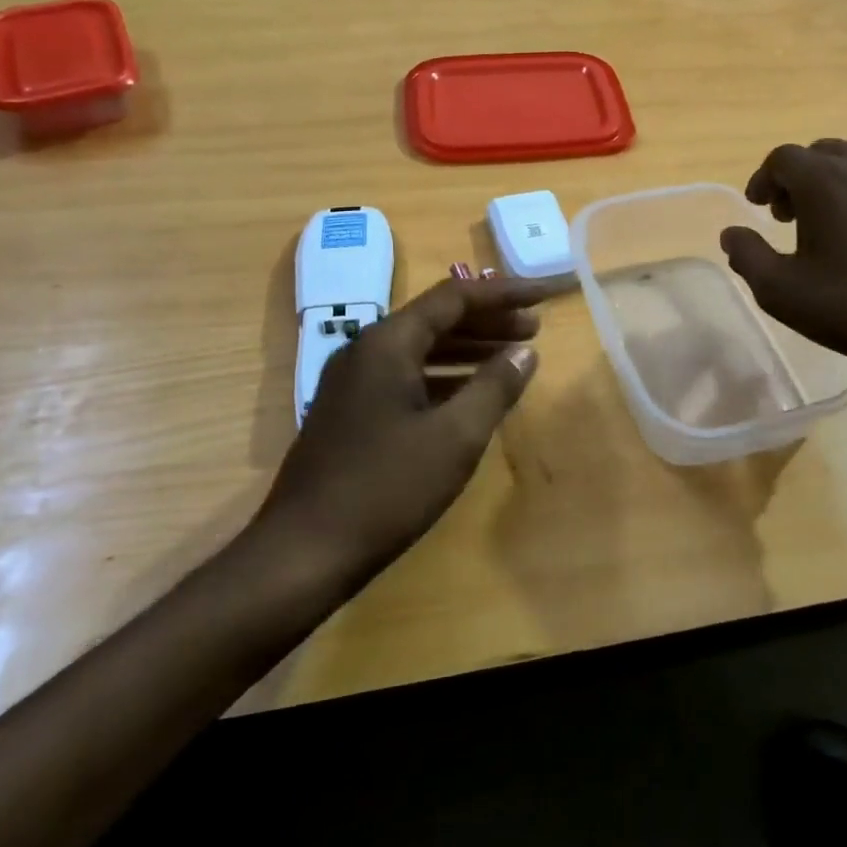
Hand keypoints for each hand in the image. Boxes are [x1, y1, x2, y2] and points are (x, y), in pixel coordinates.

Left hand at [246, 276, 554, 585]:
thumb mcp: (454, 437)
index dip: (504, 293)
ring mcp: (353, 382)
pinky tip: (470, 396)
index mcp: (388, 343)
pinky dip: (444, 378)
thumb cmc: (385, 489)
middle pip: (436, 319)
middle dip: (488, 321)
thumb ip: (494, 387)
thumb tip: (524, 352)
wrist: (302, 552)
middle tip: (534, 330)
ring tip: (511, 358)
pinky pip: (406, 376)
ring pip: (420, 349)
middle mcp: (366, 350)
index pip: (454, 297)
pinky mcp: (350, 412)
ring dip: (467, 349)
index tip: (543, 298)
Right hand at [720, 139, 846, 407]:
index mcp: (823, 180)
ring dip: (842, 180)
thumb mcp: (780, 291)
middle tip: (794, 216)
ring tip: (839, 219)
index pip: (782, 159)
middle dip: (801, 179)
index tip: (759, 206)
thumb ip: (747, 255)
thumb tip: (731, 234)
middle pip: (823, 153)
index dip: (764, 179)